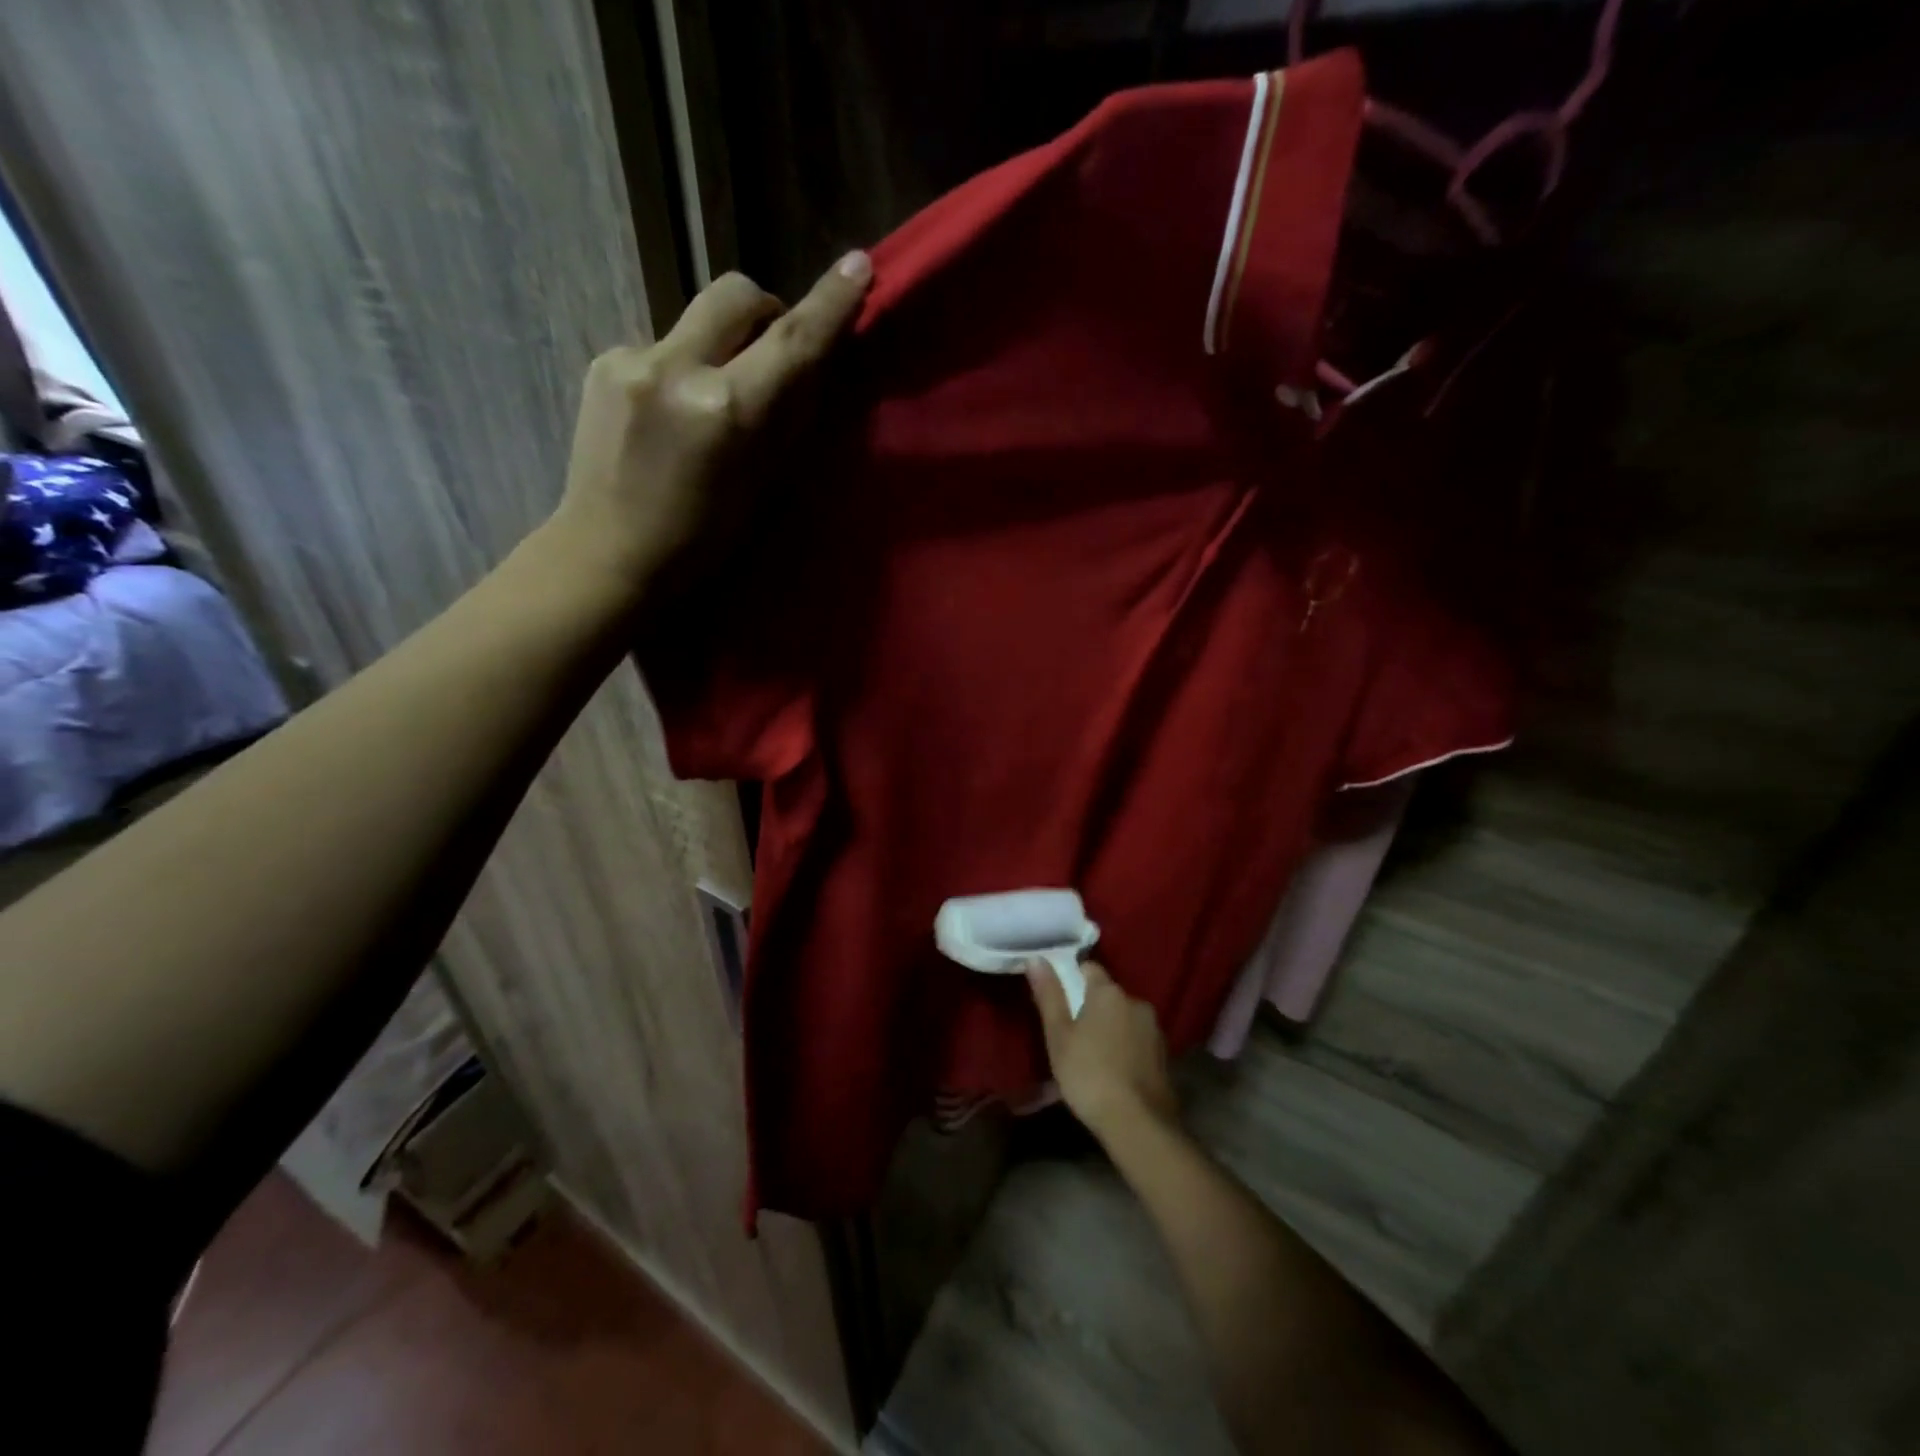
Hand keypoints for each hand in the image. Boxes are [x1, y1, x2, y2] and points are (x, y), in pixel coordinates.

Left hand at [552, 252, 872, 590]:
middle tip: (772, 350)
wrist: (609, 552)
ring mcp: (632, 359)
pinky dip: (680, 368)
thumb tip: (808, 367)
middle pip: (736, 293)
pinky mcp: (603, 362)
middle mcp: (678, 369)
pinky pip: (662, 345)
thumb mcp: (762, 485)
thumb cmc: (702, 539)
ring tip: (708, 406)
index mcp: (726, 411)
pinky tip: (668, 416)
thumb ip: (786, 417)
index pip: (791, 342)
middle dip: (765, 310)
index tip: (856, 266)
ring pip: (697, 322)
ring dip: (719, 347)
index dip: (829, 303)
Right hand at [1027, 958, 1178, 1142]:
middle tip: (1072, 1034)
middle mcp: (1136, 1002)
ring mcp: (1154, 1029)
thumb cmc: (1089, 1074)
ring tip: (1092, 1056)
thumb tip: (1036, 958)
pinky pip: (1138, 1040)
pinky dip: (1125, 1048)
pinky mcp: (1164, 1055)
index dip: (1072, 978)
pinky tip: (1114, 1071)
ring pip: (1124, 1018)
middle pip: (1108, 995)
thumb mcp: (1059, 1035)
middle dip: (1092, 1007)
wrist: (1138, 1124)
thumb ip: (1049, 995)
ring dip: (1110, 1028)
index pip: (1089, 968)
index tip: (1059, 999)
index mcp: (1109, 992)